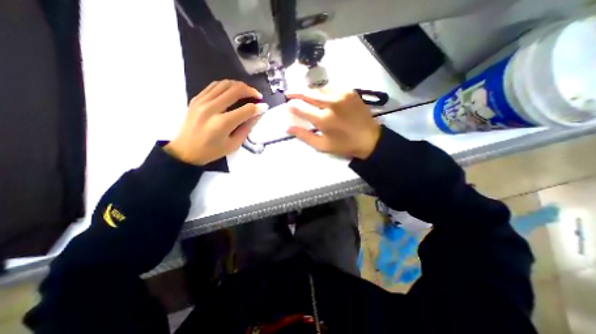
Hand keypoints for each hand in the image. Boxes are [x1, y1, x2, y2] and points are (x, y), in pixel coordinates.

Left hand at [164, 79, 263, 164]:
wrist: (185, 151)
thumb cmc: (212, 151)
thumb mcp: (234, 144)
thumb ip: (247, 128)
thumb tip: (258, 113)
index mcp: (222, 123)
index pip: (246, 110)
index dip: (258, 107)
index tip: (265, 106)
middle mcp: (211, 108)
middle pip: (235, 90)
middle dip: (250, 91)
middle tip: (258, 96)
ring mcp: (202, 101)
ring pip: (224, 84)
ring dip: (239, 85)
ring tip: (247, 91)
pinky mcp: (196, 99)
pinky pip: (214, 85)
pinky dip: (226, 85)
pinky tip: (232, 90)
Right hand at [288, 87, 381, 157]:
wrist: (369, 139)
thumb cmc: (344, 145)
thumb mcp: (322, 146)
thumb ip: (304, 136)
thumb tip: (287, 127)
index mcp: (323, 119)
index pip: (301, 108)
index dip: (292, 106)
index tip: (287, 105)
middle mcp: (331, 103)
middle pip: (308, 94)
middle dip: (296, 93)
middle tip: (288, 93)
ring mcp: (341, 95)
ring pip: (319, 89)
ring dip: (310, 92)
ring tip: (303, 95)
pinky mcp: (350, 91)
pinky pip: (331, 88)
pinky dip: (323, 91)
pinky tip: (321, 96)